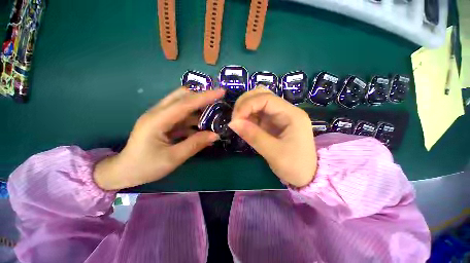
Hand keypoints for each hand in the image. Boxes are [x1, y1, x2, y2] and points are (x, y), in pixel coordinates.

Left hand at [94, 88, 224, 189]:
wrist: (124, 172)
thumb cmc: (145, 167)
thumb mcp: (173, 158)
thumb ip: (195, 144)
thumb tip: (215, 135)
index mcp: (157, 120)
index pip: (185, 103)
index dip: (205, 97)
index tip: (221, 92)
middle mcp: (157, 113)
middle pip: (181, 96)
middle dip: (201, 96)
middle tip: (218, 101)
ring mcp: (159, 116)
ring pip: (182, 104)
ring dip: (198, 108)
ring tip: (213, 115)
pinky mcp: (162, 122)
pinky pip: (181, 115)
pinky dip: (193, 118)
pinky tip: (202, 126)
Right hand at [228, 87, 316, 187]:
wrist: (307, 176)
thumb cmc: (295, 166)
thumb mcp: (274, 153)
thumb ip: (253, 136)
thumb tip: (232, 123)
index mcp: (291, 114)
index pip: (265, 98)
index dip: (247, 105)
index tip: (235, 120)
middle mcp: (285, 110)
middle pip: (261, 95)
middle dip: (244, 103)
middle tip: (235, 119)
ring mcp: (278, 116)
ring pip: (258, 102)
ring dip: (245, 109)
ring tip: (238, 123)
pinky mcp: (272, 123)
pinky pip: (257, 114)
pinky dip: (247, 117)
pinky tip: (244, 125)